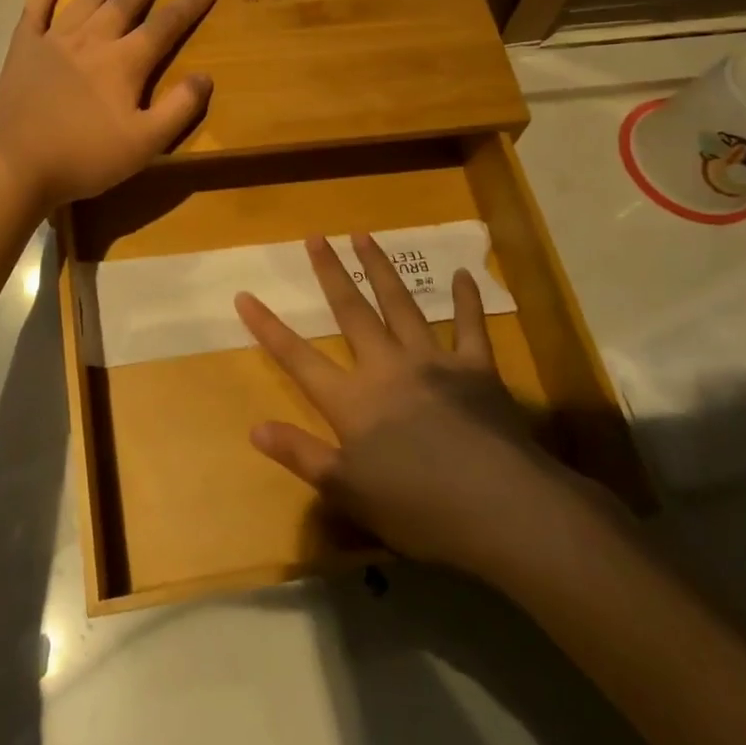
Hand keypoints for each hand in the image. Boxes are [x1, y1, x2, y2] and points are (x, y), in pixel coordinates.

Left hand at [0, 0, 217, 210]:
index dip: (189, 5)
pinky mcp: (23, 51)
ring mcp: (53, 42)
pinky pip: (34, 14)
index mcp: (124, 63)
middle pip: (126, 1)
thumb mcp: (145, 144)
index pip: (165, 25)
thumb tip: (205, 77)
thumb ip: (178, 109)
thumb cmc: (85, 158)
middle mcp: (91, 41)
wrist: (16, 167)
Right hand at [238, 233, 591, 575]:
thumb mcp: (349, 492)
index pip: (298, 358)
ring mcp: (433, 361)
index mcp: (353, 400)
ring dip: (381, 269)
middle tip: (317, 237)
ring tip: (365, 236)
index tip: (245, 295)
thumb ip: (302, 455)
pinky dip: (465, 300)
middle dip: (330, 273)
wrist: (500, 508)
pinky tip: (463, 274)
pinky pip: (469, 326)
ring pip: (401, 304)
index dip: (268, 327)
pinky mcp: (476, 368)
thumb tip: (255, 428)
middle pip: (351, 311)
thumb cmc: (418, 508)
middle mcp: (387, 367)